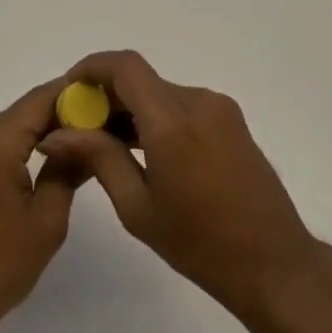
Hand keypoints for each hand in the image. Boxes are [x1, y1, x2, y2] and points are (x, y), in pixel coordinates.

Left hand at [0, 79, 86, 332]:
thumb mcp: (47, 221)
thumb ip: (68, 169)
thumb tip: (89, 139)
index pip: (41, 99)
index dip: (75, 96)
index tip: (105, 101)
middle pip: (26, 111)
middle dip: (62, 117)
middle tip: (100, 126)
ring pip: (12, 127)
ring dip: (41, 134)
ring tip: (79, 146)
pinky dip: (21, 148)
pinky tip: (45, 162)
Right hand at [38, 50, 318, 321]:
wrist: (275, 265)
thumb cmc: (201, 245)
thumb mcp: (138, 208)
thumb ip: (98, 159)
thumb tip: (56, 134)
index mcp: (173, 122)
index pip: (125, 67)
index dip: (92, 67)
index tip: (69, 89)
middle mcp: (197, 101)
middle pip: (141, 79)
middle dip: (107, 94)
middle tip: (81, 127)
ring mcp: (219, 107)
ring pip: (161, 92)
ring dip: (132, 107)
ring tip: (108, 144)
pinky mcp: (230, 119)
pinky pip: (182, 104)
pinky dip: (157, 116)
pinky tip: (144, 150)